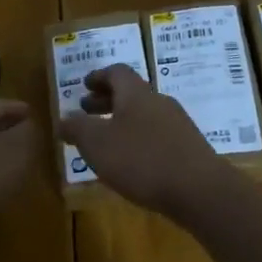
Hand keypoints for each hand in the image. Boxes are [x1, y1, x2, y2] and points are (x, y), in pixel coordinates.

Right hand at [59, 66, 234, 220]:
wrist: (199, 189)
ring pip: (144, 114)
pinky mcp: (188, 147)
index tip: (84, 85)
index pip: (116, 72)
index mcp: (136, 93)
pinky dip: (138, 139)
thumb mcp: (97, 144)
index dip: (98, 76)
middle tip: (87, 111)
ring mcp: (177, 123)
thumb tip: (63, 119)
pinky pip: (157, 134)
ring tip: (106, 141)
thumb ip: (77, 128)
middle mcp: (158, 101)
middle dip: (107, 100)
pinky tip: (132, 162)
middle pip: (130, 92)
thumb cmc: (142, 159)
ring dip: (122, 121)